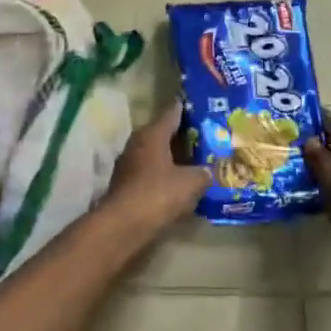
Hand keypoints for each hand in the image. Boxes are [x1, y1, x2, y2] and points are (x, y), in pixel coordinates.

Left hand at [100, 107, 211, 236]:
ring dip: (173, 157)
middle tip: (207, 136)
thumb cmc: (158, 194)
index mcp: (152, 134)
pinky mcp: (126, 185)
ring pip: (157, 154)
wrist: (124, 225)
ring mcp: (129, 165)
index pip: (172, 112)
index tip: (201, 105)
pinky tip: (180, 184)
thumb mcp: (191, 182)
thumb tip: (207, 171)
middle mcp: (137, 143)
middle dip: (184, 135)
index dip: (187, 108)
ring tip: (197, 161)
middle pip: (163, 133)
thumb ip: (203, 173)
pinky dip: (165, 175)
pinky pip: (151, 173)